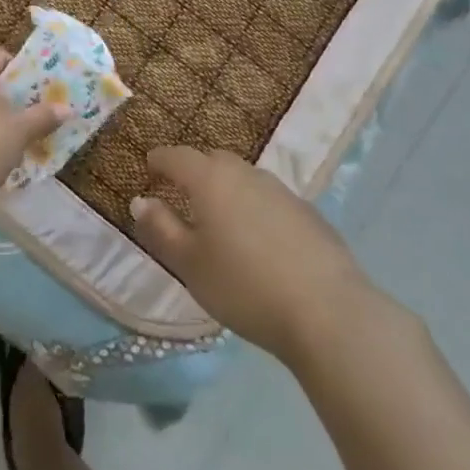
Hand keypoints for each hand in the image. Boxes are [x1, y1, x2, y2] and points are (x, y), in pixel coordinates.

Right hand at [130, 146, 378, 363]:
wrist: (328, 313)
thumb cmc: (244, 287)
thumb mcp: (190, 265)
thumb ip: (161, 229)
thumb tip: (141, 201)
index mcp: (211, 180)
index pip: (178, 156)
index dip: (160, 159)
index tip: (149, 165)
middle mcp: (246, 174)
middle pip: (213, 161)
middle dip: (195, 170)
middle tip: (182, 191)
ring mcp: (282, 191)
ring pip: (245, 179)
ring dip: (228, 189)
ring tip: (221, 216)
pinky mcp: (309, 214)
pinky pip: (270, 200)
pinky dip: (256, 208)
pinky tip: (260, 239)